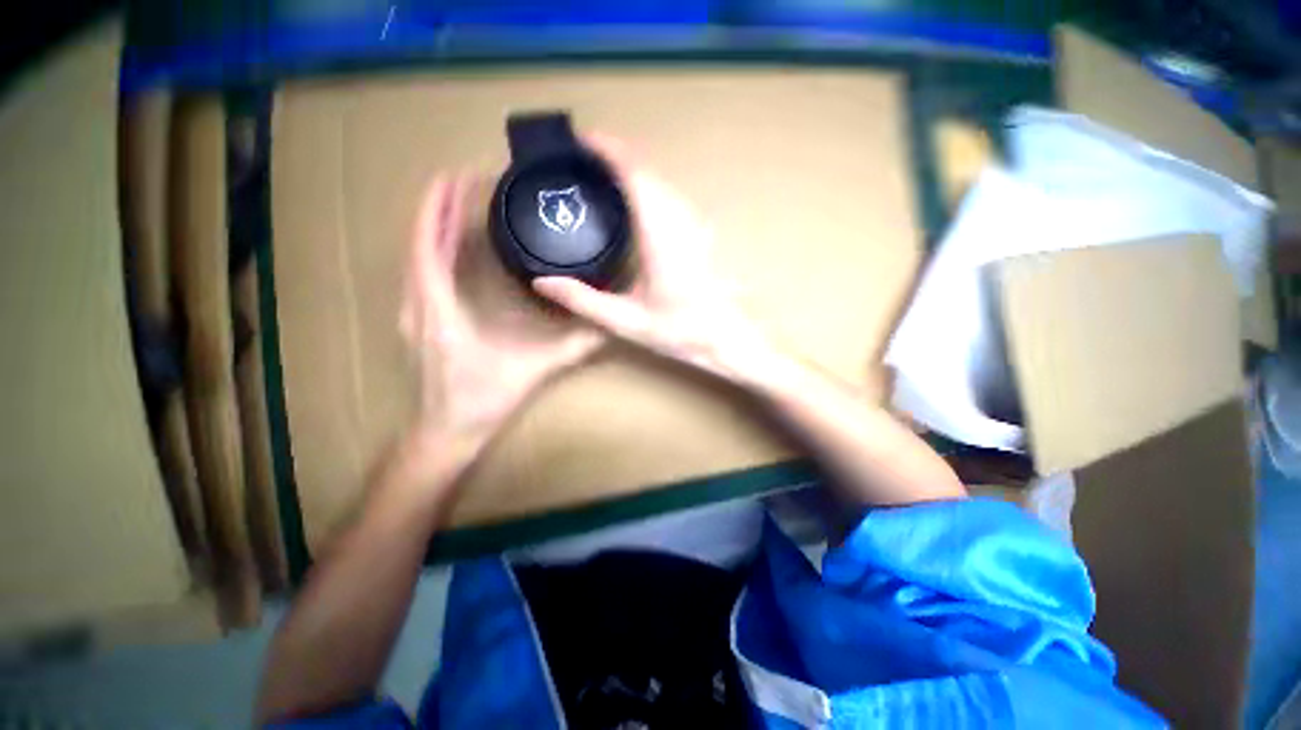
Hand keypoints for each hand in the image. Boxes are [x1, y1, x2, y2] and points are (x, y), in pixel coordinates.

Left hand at [400, 173, 600, 446]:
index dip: (438, 208)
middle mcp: (417, 303)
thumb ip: (572, 347)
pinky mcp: (418, 318)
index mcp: (439, 309)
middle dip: (440, 207)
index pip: (427, 245)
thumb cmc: (483, 399)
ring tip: (459, 201)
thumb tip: (606, 327)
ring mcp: (413, 311)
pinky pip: (420, 272)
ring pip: (416, 256)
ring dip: (436, 226)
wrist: (447, 430)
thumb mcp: (534, 370)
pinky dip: (434, 248)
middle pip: (419, 243)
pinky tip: (452, 243)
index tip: (454, 177)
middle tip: (465, 179)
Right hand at [532, 135, 770, 381]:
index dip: (609, 151)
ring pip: (661, 181)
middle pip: (648, 171)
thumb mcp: (627, 321)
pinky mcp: (700, 232)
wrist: (725, 338)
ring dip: (632, 169)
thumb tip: (542, 282)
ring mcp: (695, 224)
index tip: (581, 140)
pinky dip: (646, 186)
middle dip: (615, 155)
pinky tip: (633, 200)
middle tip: (581, 158)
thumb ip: (584, 300)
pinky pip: (670, 195)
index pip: (635, 175)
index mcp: (661, 236)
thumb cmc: (680, 331)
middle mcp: (681, 221)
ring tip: (601, 174)